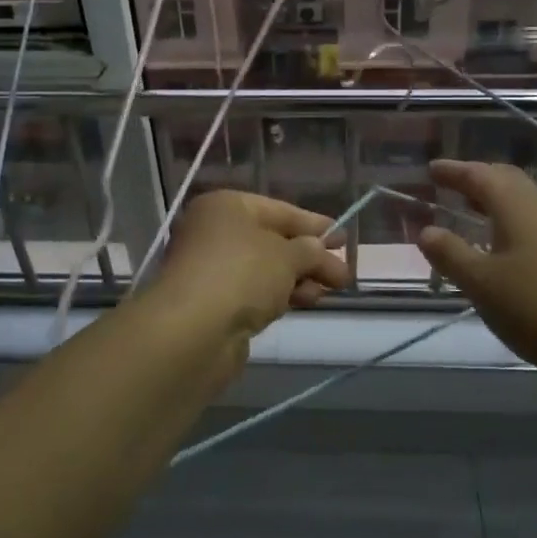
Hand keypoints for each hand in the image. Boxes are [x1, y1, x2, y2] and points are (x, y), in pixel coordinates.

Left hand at [151, 191, 352, 341]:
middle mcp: (214, 232)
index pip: (279, 210)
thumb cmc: (242, 273)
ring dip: (298, 278)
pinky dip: (279, 295)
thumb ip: (310, 250)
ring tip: (331, 290)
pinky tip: (304, 302)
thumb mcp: (287, 255)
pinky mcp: (213, 303)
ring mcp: (211, 268)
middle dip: (309, 257)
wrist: (194, 330)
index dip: (313, 224)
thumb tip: (321, 251)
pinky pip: (254, 292)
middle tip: (343, 273)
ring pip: (265, 269)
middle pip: (272, 241)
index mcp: (226, 206)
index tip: (343, 238)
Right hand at [418, 160, 536, 388]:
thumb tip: (426, 231)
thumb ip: (450, 254)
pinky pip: (531, 226)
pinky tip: (497, 249)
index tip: (431, 169)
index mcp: (517, 209)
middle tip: (450, 185)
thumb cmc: (535, 308)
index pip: (481, 176)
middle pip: (507, 181)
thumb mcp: (481, 283)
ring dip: (493, 202)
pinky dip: (507, 224)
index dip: (454, 171)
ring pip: (522, 204)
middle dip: (478, 178)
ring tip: (468, 214)